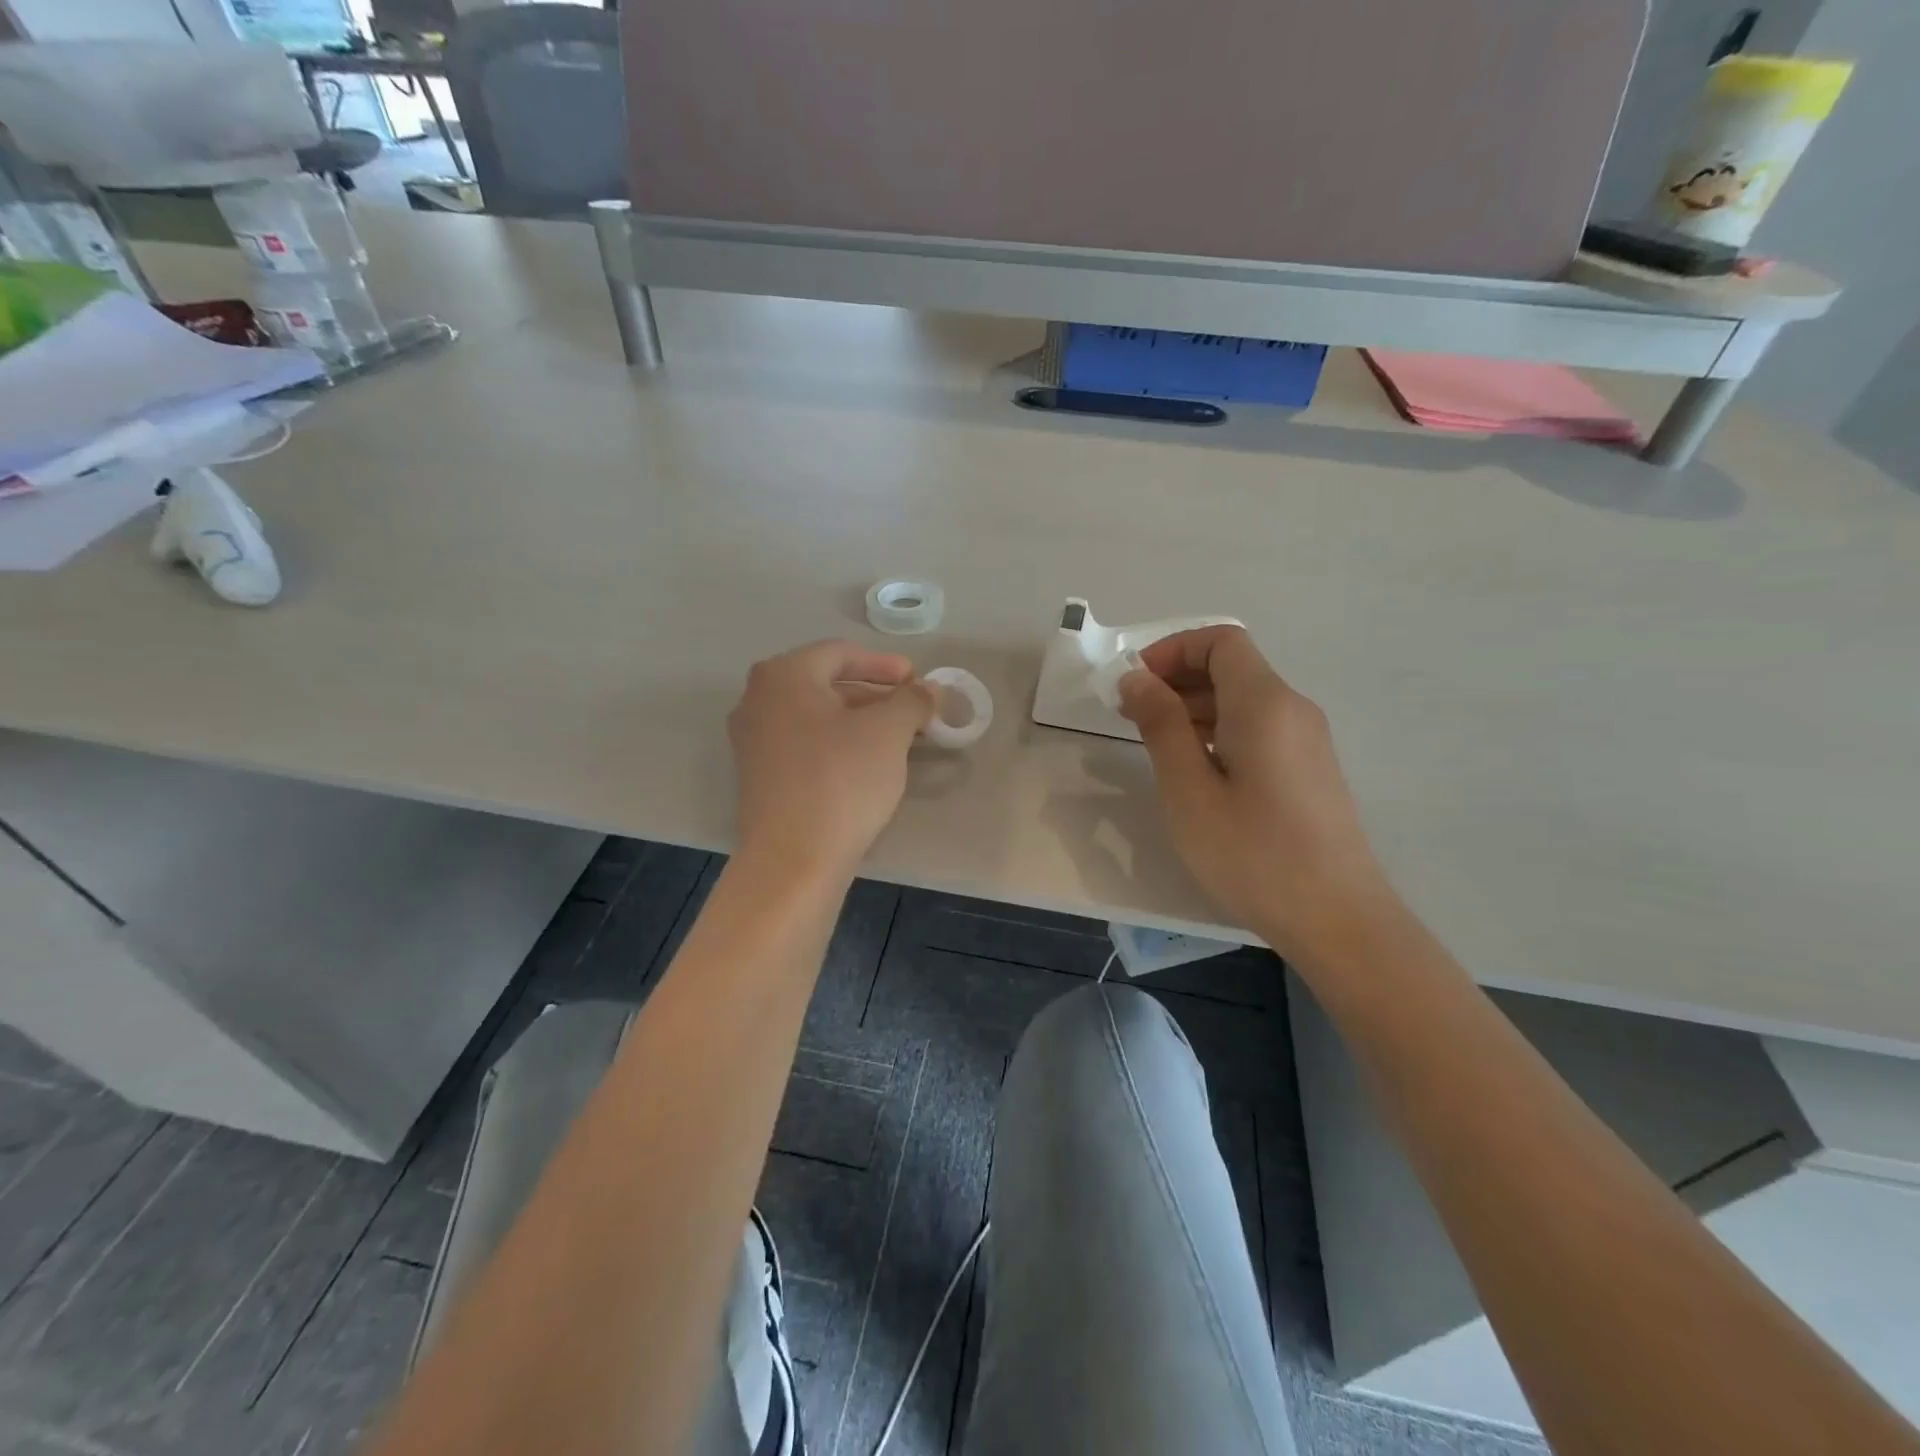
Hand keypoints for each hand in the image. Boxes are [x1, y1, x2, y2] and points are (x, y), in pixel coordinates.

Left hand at [728, 640, 934, 879]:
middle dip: (873, 694)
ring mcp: (753, 740)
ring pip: (816, 716)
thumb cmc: (841, 780)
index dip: (884, 664)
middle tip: (911, 709)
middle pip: (825, 683)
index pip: (840, 653)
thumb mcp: (888, 732)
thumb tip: (927, 689)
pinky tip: (866, 764)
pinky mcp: (758, 776)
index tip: (917, 680)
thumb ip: (911, 700)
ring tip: (896, 738)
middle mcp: (757, 700)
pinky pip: (804, 744)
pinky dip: (837, 743)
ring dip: (858, 720)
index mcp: (783, 675)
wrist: (793, 859)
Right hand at [1119, 627, 1392, 956]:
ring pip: (1243, 699)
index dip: (1172, 649)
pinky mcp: (1308, 769)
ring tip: (1152, 742)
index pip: (1221, 641)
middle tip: (1129, 714)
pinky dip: (1217, 731)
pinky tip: (1193, 769)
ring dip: (1194, 706)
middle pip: (1232, 667)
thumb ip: (1160, 725)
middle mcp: (1292, 709)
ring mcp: (1306, 740)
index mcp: (1264, 704)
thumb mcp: (1189, 789)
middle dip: (1176, 678)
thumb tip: (1136, 678)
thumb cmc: (1253, 853)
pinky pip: (1257, 728)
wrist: (1337, 918)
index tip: (1133, 683)